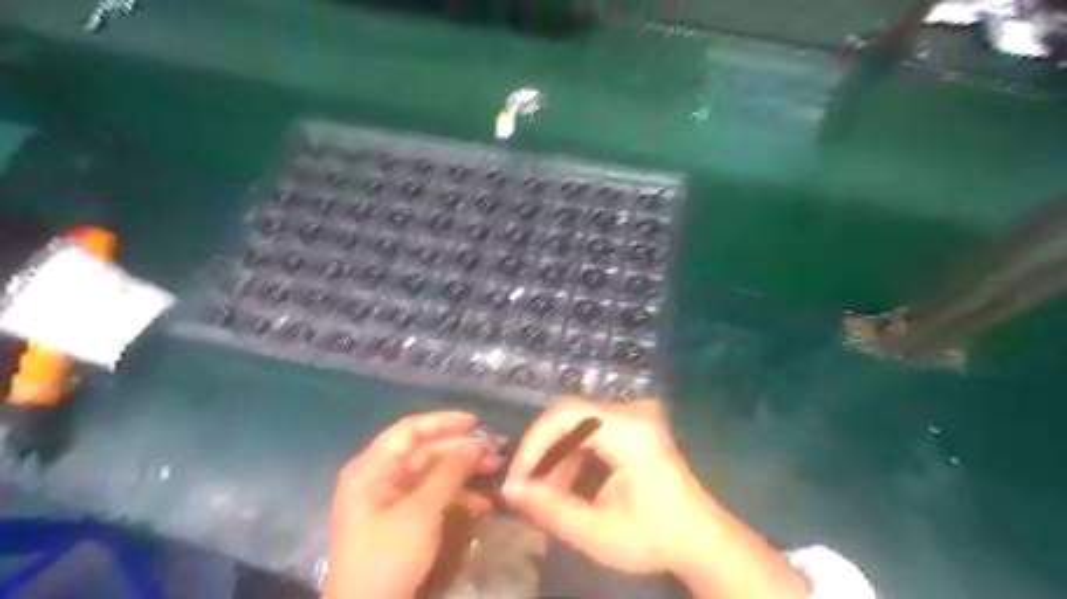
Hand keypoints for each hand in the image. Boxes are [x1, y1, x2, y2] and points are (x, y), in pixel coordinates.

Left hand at [324, 413, 492, 598]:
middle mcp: (378, 477)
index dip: (443, 421)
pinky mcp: (400, 520)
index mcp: (372, 468)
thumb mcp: (422, 511)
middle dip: (460, 450)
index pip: (410, 430)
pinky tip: (482, 502)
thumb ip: (450, 472)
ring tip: (494, 471)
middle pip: (423, 451)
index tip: (476, 422)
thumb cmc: (388, 556)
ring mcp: (389, 500)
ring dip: (462, 472)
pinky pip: (431, 496)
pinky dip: (455, 496)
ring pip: (431, 473)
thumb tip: (476, 444)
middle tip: (493, 451)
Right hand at [506, 400, 805, 598]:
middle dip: (541, 452)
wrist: (700, 539)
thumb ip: (550, 509)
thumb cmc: (654, 536)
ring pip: (575, 423)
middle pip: (568, 415)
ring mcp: (633, 416)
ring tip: (544, 494)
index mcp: (630, 430)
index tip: (516, 479)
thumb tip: (509, 491)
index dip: (534, 444)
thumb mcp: (598, 532)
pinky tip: (565, 486)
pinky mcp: (631, 426)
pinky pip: (588, 431)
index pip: (567, 415)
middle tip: (524, 487)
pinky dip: (571, 456)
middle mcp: (631, 412)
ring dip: (554, 456)